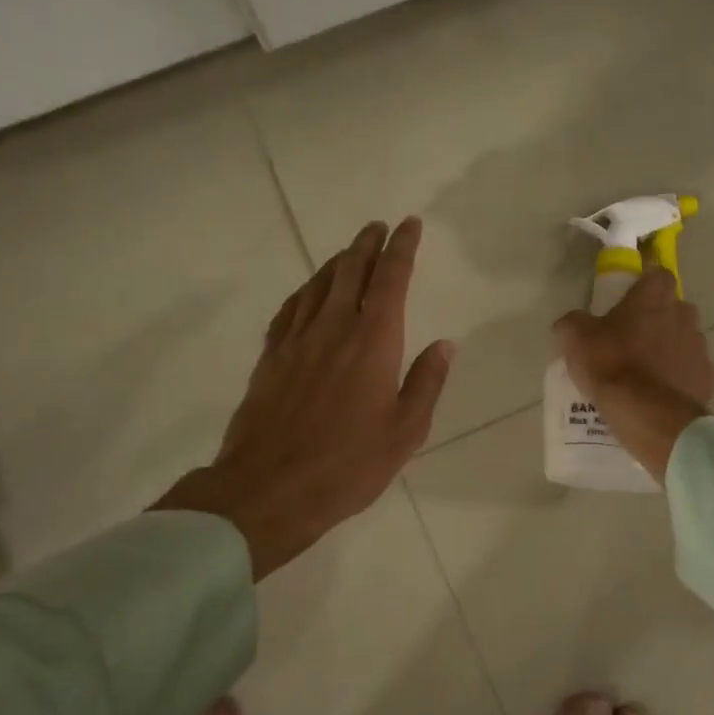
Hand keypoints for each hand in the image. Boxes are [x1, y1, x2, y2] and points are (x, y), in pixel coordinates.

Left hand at [156, 217, 452, 578]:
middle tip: (378, 227)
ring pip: (318, 284)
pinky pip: (290, 309)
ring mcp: (297, 340)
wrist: (269, 489)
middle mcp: (334, 328)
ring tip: (350, 251)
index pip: (390, 279)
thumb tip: (445, 344)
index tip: (410, 225)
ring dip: (337, 261)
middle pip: (351, 270)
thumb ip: (426, 382)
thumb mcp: (405, 431)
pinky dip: (305, 291)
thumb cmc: (348, 465)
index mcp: (374, 341)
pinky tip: (309, 292)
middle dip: (367, 244)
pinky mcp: (271, 358)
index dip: (402, 248)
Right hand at [555, 268, 713, 480]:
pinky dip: (678, 379)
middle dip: (656, 320)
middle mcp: (685, 314)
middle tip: (630, 341)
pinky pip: (691, 372)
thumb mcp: (575, 339)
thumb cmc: (612, 366)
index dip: (643, 286)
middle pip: (672, 309)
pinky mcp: (708, 379)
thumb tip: (574, 323)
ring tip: (644, 374)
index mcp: (655, 296)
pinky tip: (659, 396)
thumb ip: (573, 322)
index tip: (627, 302)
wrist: (650, 416)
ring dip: (668, 350)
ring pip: (684, 341)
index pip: (657, 274)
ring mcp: (701, 348)